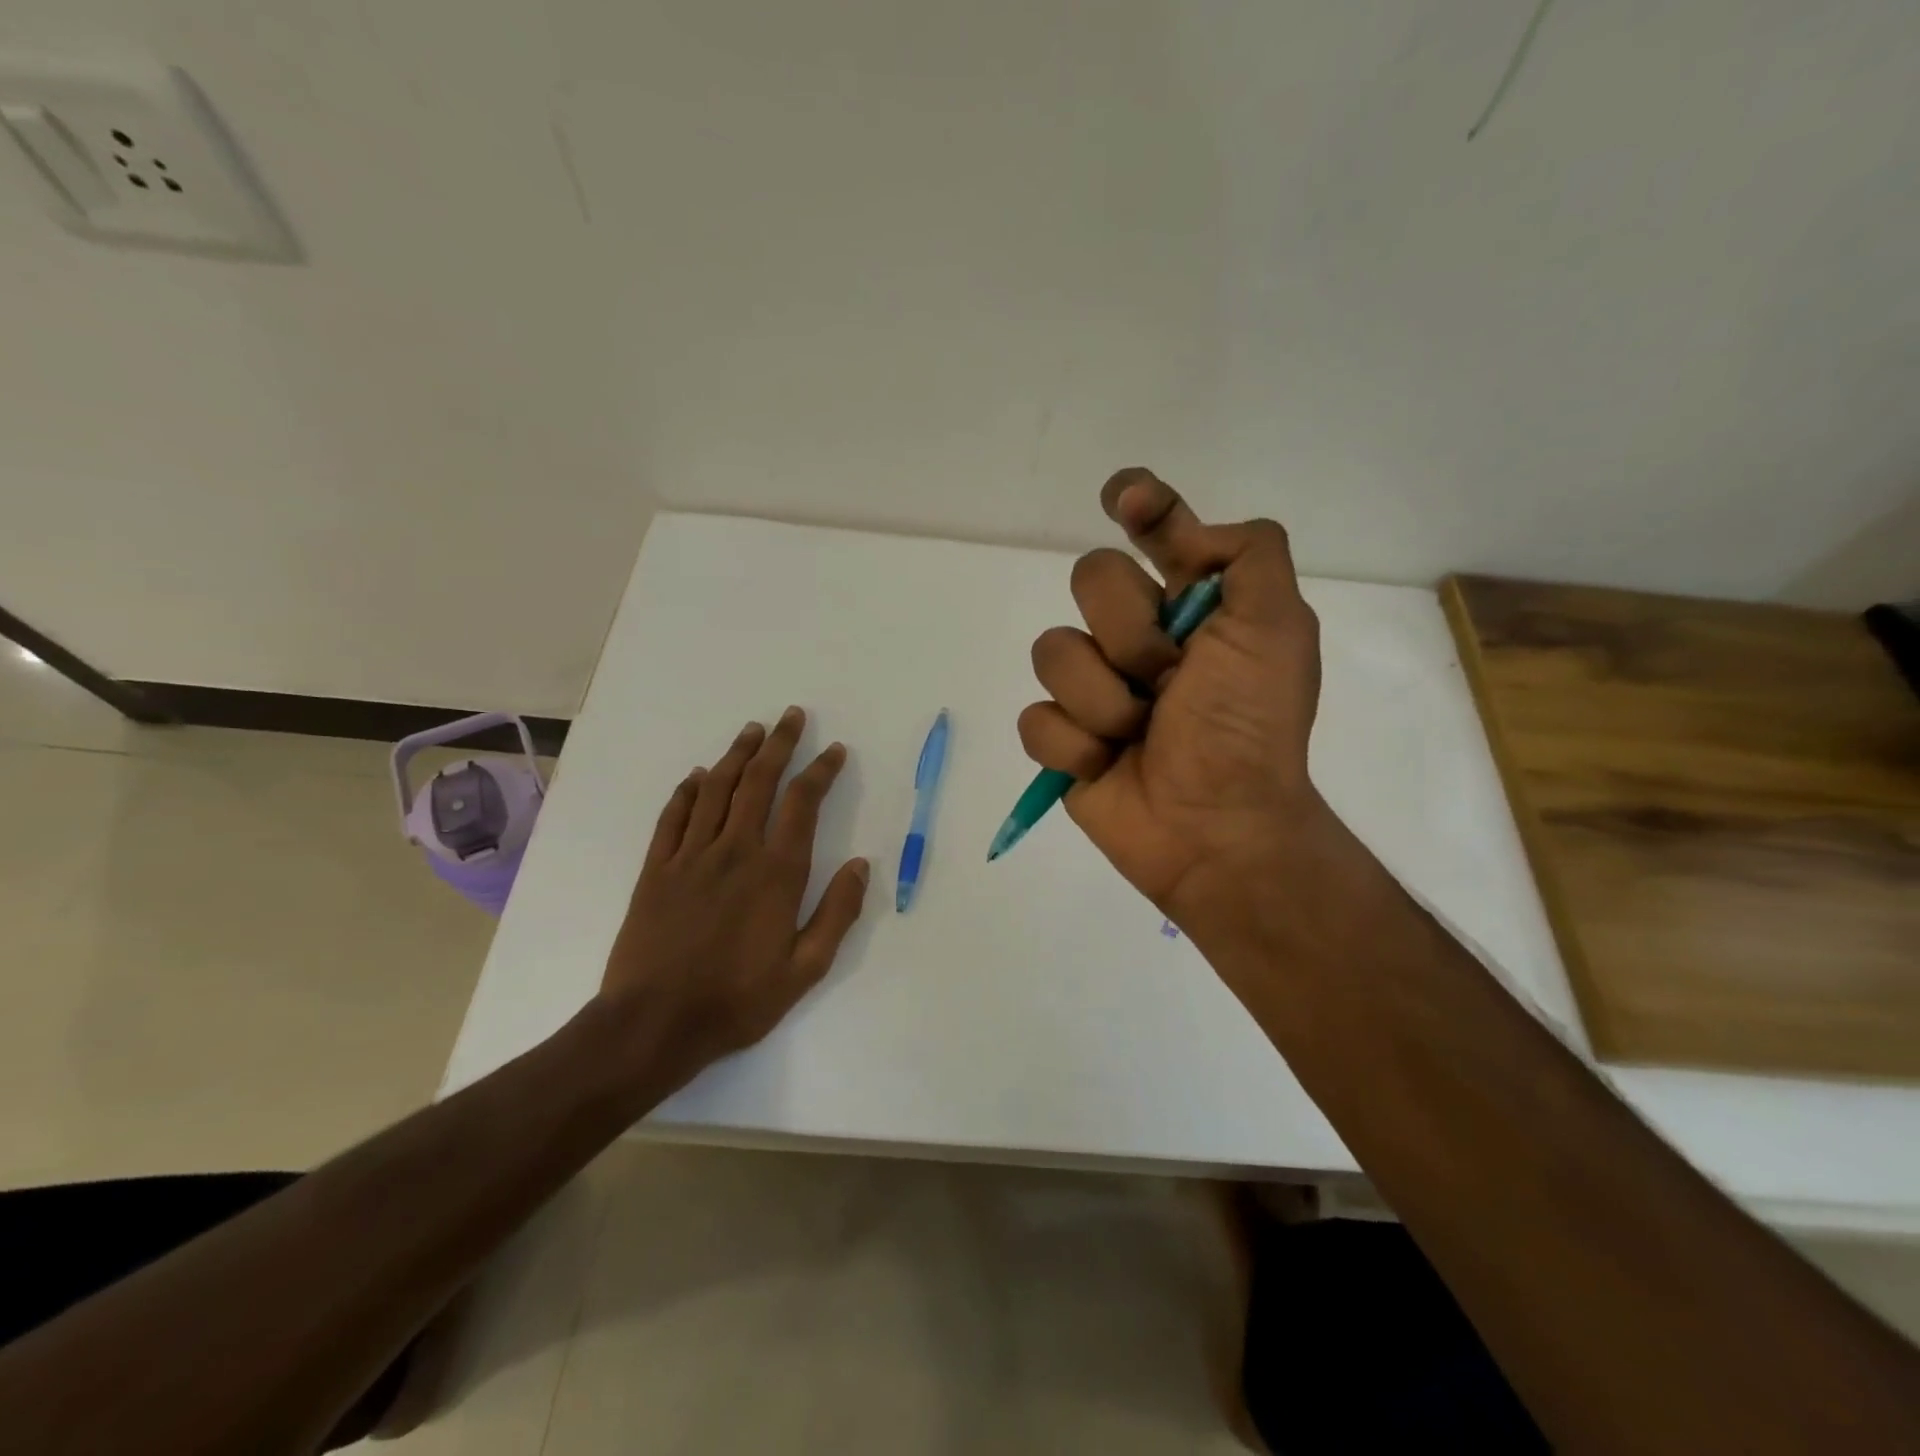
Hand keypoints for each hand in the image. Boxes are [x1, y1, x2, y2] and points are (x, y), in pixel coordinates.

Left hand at [597, 707, 869, 1096]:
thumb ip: (837, 914)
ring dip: (736, 755)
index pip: (803, 804)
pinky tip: (697, 776)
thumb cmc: (737, 1000)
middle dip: (779, 745)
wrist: (653, 1024)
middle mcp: (734, 851)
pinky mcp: (655, 869)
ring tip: (753, 731)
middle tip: (792, 716)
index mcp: (776, 872)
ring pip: (716, 789)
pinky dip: (687, 791)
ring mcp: (690, 856)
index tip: (834, 751)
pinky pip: (673, 817)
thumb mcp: (805, 969)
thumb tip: (861, 865)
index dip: (821, 772)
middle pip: (759, 782)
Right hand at [1018, 468, 1336, 922]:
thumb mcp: (1277, 630)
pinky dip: (1074, 746)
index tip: (1126, 498)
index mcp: (1190, 605)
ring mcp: (1094, 687)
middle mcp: (1136, 635)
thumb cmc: (1249, 727)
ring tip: (1139, 733)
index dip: (1139, 504)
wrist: (1217, 828)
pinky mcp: (1063, 740)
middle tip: (1167, 678)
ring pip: (1053, 651)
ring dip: (1103, 699)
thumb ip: (1249, 555)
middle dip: (1129, 632)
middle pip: (1090, 578)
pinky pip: (1036, 719)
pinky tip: (1106, 765)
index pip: (1155, 530)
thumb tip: (1184, 532)